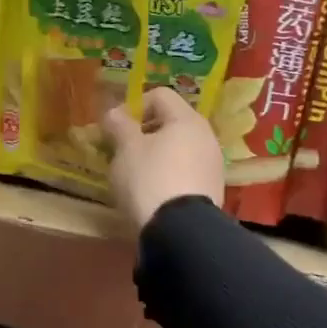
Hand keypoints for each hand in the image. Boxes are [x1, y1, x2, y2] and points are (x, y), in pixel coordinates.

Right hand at [103, 87, 223, 231]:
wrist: (181, 232)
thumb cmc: (150, 179)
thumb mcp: (126, 148)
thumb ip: (118, 125)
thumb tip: (113, 112)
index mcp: (187, 119)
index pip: (159, 95)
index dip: (134, 106)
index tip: (118, 128)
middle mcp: (206, 136)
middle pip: (171, 122)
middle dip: (144, 132)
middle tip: (123, 151)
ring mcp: (212, 164)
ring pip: (178, 148)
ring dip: (156, 154)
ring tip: (136, 174)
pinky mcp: (212, 189)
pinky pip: (186, 170)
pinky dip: (169, 174)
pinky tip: (154, 192)